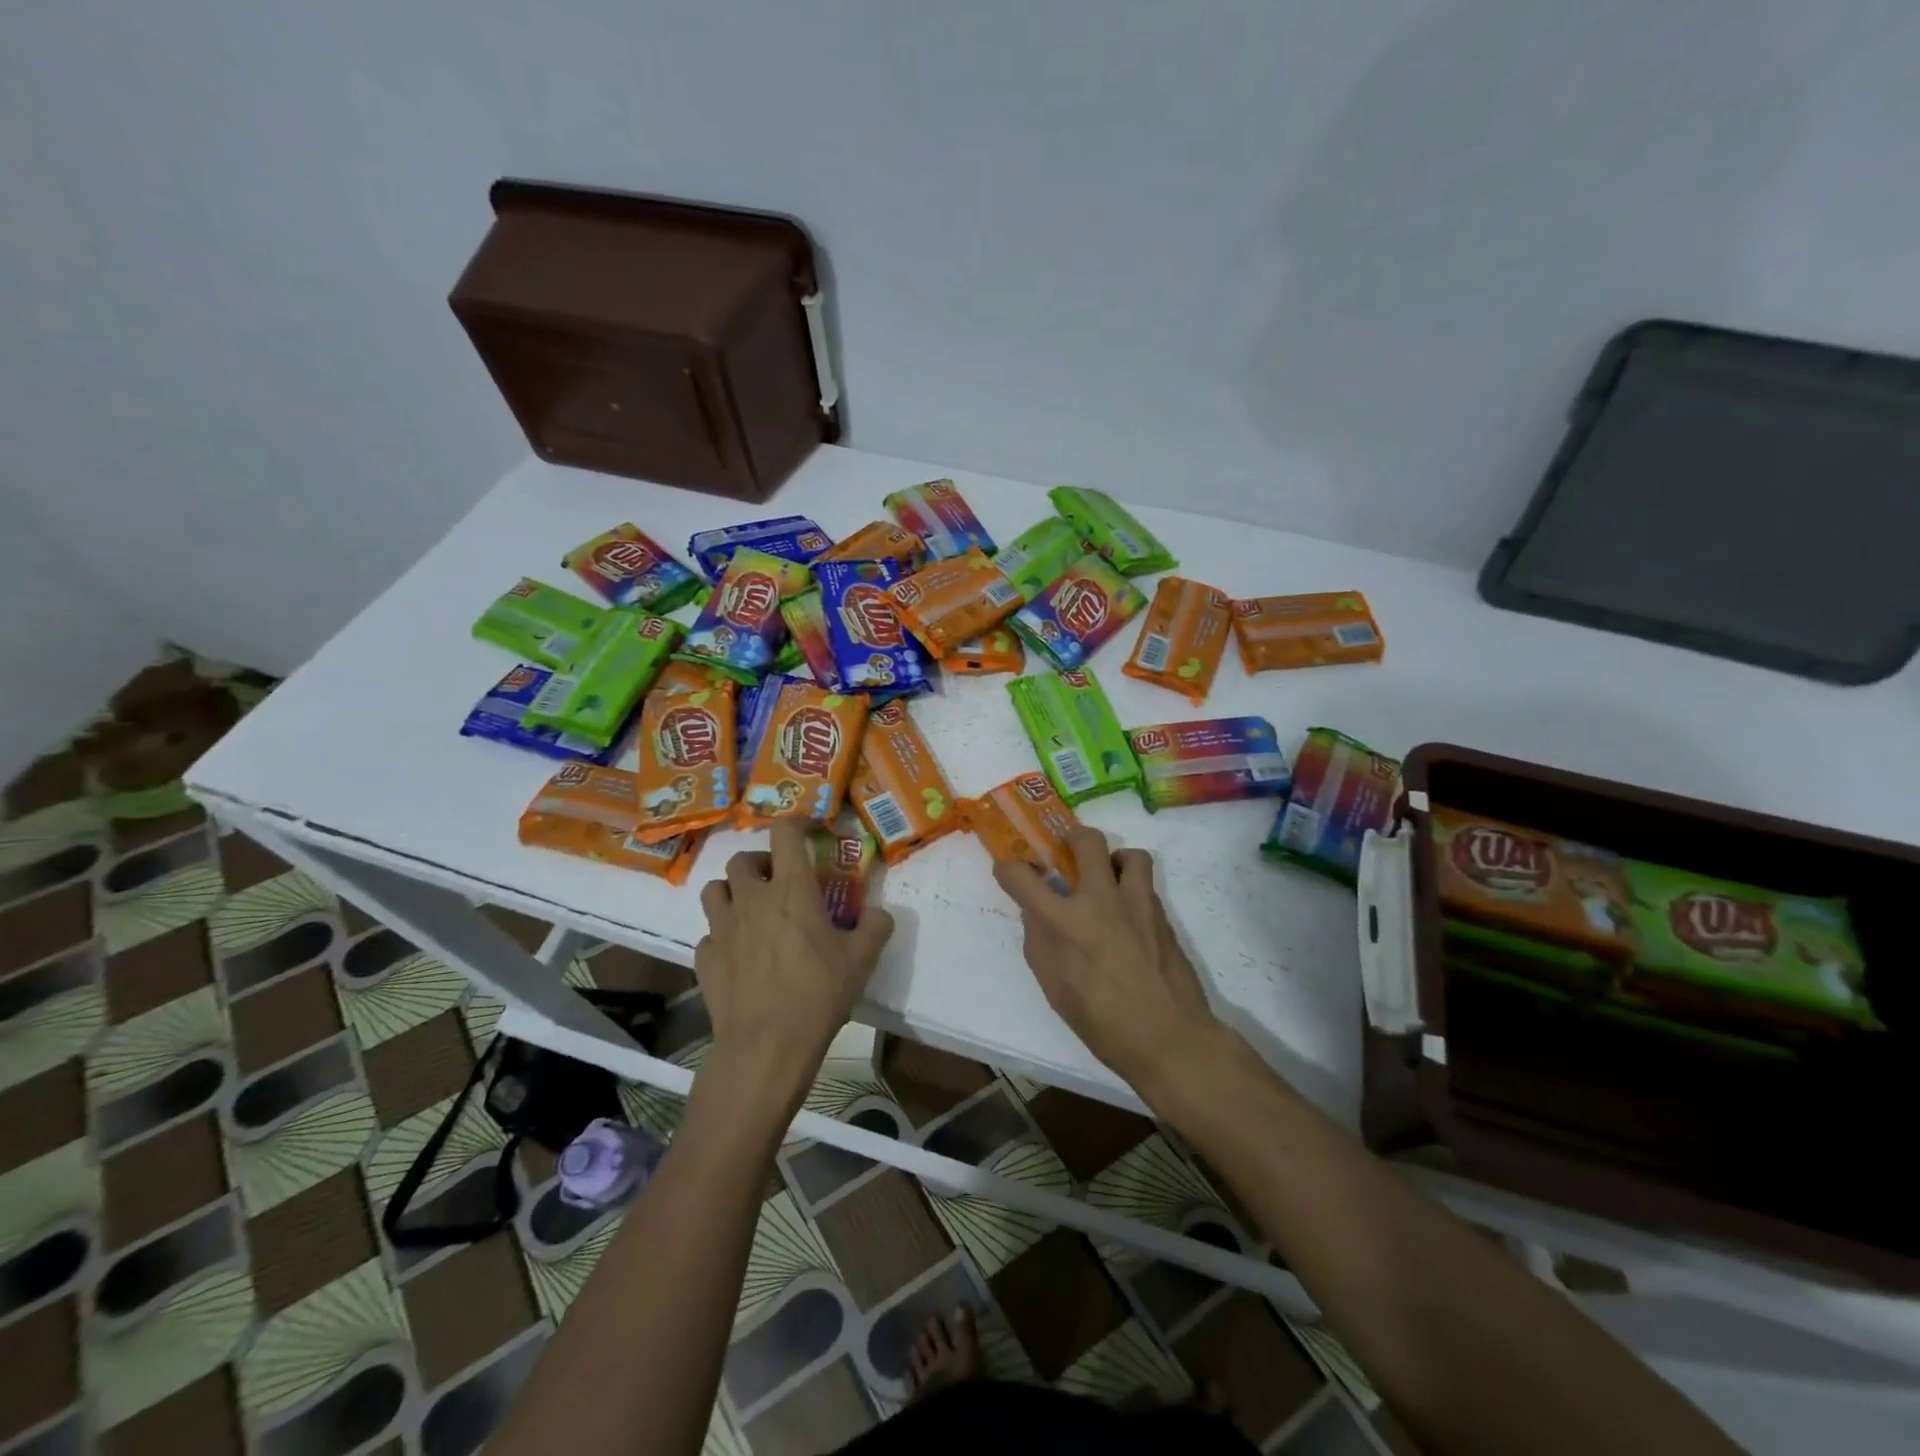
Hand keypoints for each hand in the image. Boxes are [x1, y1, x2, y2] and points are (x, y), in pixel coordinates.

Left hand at [695, 819, 894, 1105]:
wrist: (767, 1045)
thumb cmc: (818, 992)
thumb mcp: (862, 959)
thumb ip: (875, 927)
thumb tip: (879, 913)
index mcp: (791, 889)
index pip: (784, 833)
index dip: (796, 822)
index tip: (810, 830)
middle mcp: (751, 899)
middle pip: (741, 859)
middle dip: (759, 862)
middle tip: (778, 881)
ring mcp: (722, 928)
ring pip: (714, 890)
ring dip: (732, 892)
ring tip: (751, 910)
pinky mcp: (705, 958)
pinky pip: (708, 934)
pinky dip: (722, 936)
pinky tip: (738, 954)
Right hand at [993, 826, 1221, 1089]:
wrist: (1167, 1037)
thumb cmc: (1101, 1022)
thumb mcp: (1054, 987)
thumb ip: (1040, 942)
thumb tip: (1037, 914)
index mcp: (1063, 923)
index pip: (1021, 876)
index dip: (1008, 868)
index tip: (1010, 871)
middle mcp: (1099, 901)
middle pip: (1086, 840)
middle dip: (1072, 836)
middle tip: (1069, 851)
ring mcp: (1136, 903)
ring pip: (1130, 854)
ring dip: (1115, 860)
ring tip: (1110, 879)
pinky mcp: (1162, 915)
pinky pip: (1146, 884)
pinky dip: (1133, 888)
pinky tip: (1129, 914)